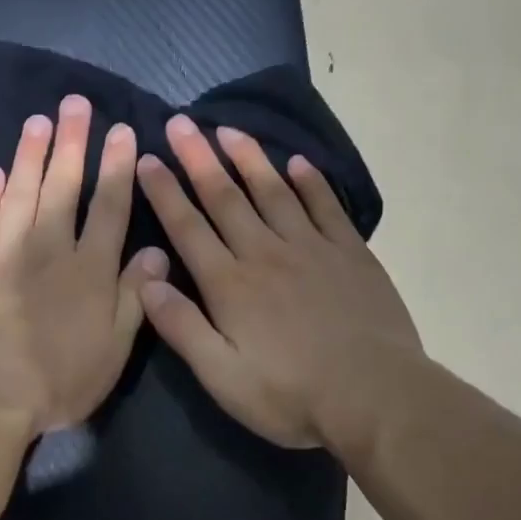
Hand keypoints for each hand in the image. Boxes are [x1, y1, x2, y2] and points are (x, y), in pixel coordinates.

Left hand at [0, 95, 168, 438]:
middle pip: (63, 185)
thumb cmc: (57, 379)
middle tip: (75, 104)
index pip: (109, 206)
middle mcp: (49, 246)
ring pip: (20, 190)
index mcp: (89, 268)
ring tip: (37, 122)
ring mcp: (4, 250)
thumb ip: (134, 297)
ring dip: (30, 154)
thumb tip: (156, 252)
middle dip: (72, 142)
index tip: (122, 130)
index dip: (117, 167)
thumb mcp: (113, 349)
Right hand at [134, 115, 422, 455]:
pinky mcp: (350, 254)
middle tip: (181, 123)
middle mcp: (265, 254)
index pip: (188, 227)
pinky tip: (298, 163)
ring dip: (249, 158)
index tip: (147, 158)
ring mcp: (311, 249)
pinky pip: (326, 207)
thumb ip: (181, 327)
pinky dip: (310, 182)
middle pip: (226, 198)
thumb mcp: (222, 376)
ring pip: (273, 192)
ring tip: (229, 129)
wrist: (375, 396)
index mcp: (230, 284)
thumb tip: (145, 281)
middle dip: (199, 159)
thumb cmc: (291, 394)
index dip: (165, 191)